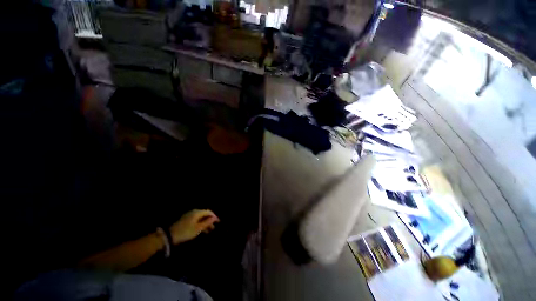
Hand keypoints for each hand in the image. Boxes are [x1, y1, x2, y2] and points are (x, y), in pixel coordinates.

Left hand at [169, 209, 219, 244]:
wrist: (170, 236)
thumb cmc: (186, 232)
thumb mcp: (198, 228)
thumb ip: (207, 223)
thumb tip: (214, 218)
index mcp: (197, 213)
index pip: (209, 212)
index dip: (214, 216)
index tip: (218, 222)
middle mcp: (194, 212)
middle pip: (204, 215)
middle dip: (210, 221)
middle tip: (214, 227)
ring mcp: (189, 215)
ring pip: (200, 218)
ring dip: (205, 223)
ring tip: (209, 231)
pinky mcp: (185, 220)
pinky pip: (196, 220)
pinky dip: (200, 224)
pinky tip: (201, 230)